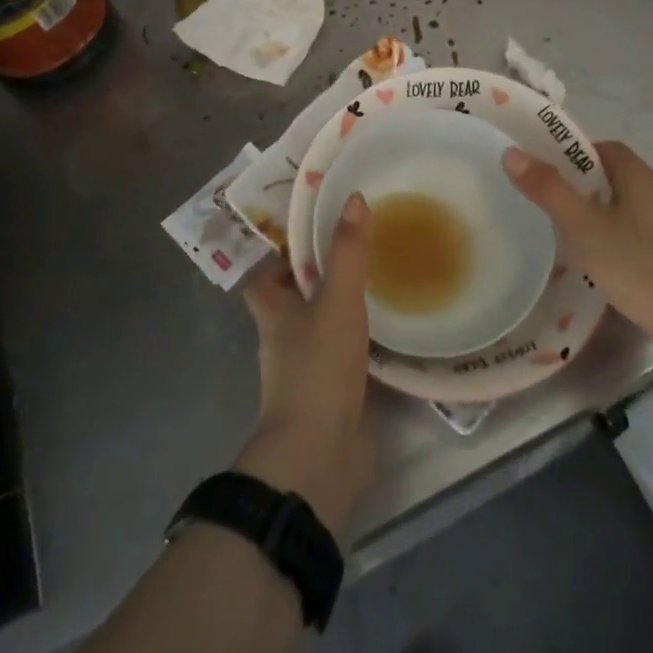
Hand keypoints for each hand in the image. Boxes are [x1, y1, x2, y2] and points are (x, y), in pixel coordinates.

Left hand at [236, 193, 372, 536]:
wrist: (319, 454)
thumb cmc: (318, 367)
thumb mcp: (337, 299)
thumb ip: (347, 252)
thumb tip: (353, 198)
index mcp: (274, 313)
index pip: (263, 277)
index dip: (280, 256)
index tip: (311, 233)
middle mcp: (283, 340)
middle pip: (293, 301)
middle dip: (318, 280)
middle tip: (355, 253)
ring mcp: (306, 372)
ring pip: (319, 331)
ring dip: (341, 312)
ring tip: (378, 285)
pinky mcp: (331, 397)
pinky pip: (344, 361)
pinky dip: (360, 346)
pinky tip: (389, 335)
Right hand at [502, 141, 652, 344]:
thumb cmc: (639, 266)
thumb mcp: (584, 227)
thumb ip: (548, 190)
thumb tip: (511, 153)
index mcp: (639, 176)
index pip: (601, 148)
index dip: (570, 153)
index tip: (542, 169)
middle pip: (610, 175)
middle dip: (577, 183)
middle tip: (544, 200)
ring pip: (620, 205)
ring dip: (592, 211)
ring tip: (562, 230)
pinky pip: (631, 230)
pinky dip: (608, 235)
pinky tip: (594, 259)